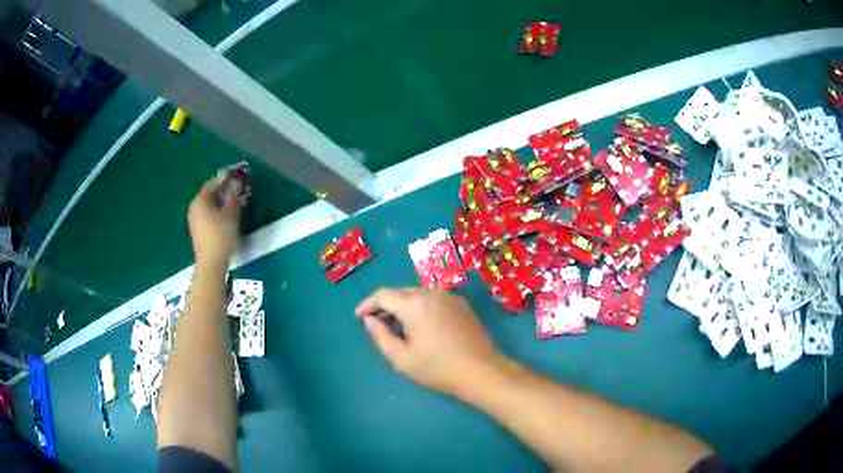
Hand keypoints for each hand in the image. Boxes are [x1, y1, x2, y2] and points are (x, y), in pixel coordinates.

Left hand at [187, 177, 241, 271]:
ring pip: (207, 207)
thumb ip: (232, 197)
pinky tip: (224, 219)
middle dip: (220, 192)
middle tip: (234, 192)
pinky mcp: (197, 233)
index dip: (222, 180)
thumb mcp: (230, 214)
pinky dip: (215, 214)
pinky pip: (206, 217)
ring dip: (218, 204)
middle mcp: (194, 208)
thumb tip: (234, 184)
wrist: (211, 262)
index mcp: (200, 201)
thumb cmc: (221, 235)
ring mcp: (194, 222)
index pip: (211, 185)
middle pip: (207, 196)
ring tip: (231, 205)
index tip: (234, 178)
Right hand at [355, 288, 502, 396]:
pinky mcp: (461, 304)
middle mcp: (432, 292)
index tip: (358, 316)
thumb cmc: (438, 368)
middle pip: (400, 292)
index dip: (367, 304)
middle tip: (375, 323)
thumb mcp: (402, 358)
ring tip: (396, 326)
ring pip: (417, 295)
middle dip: (385, 305)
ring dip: (403, 306)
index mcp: (415, 304)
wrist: (481, 371)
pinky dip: (420, 307)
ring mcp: (449, 296)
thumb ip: (380, 336)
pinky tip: (420, 325)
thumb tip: (370, 320)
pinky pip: (433, 299)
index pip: (383, 295)